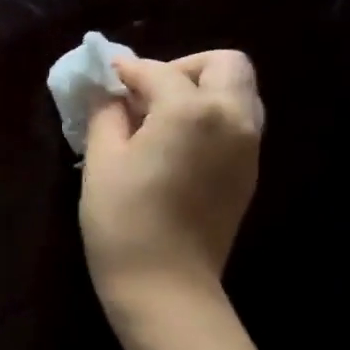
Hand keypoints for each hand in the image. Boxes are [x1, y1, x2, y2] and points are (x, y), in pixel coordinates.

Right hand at [80, 50, 263, 325]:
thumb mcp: (102, 163)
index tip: (107, 75)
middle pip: (224, 65)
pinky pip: (237, 124)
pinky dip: (210, 118)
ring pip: (238, 93)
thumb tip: (110, 95)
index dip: (128, 71)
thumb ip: (106, 117)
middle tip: (145, 93)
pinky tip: (175, 146)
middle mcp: (232, 118)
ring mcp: (248, 147)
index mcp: (192, 110)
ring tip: (159, 119)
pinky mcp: (248, 173)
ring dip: (201, 91)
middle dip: (183, 68)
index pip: (159, 73)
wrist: (165, 285)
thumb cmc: (123, 222)